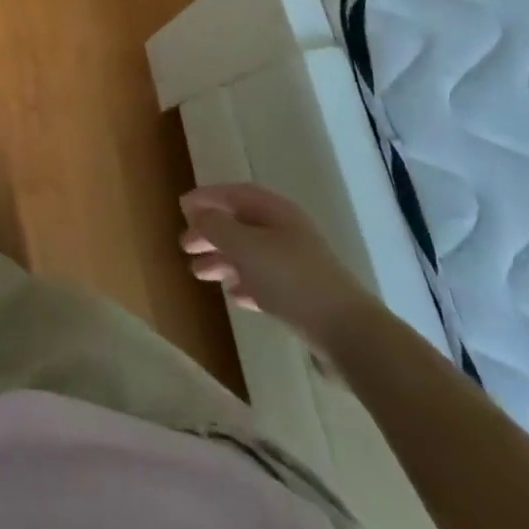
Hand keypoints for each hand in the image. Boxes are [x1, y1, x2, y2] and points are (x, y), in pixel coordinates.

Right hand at [180, 185, 378, 350]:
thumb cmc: (291, 279)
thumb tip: (198, 213)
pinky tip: (232, 296)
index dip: (208, 198)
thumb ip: (217, 226)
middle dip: (211, 232)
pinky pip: (264, 282)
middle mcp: (286, 233)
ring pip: (250, 255)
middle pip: (241, 225)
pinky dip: (244, 284)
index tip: (181, 207)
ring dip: (222, 260)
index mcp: (276, 212)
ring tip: (197, 273)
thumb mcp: (245, 246)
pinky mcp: (302, 297)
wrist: (347, 333)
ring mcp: (296, 266)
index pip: (235, 195)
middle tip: (184, 244)